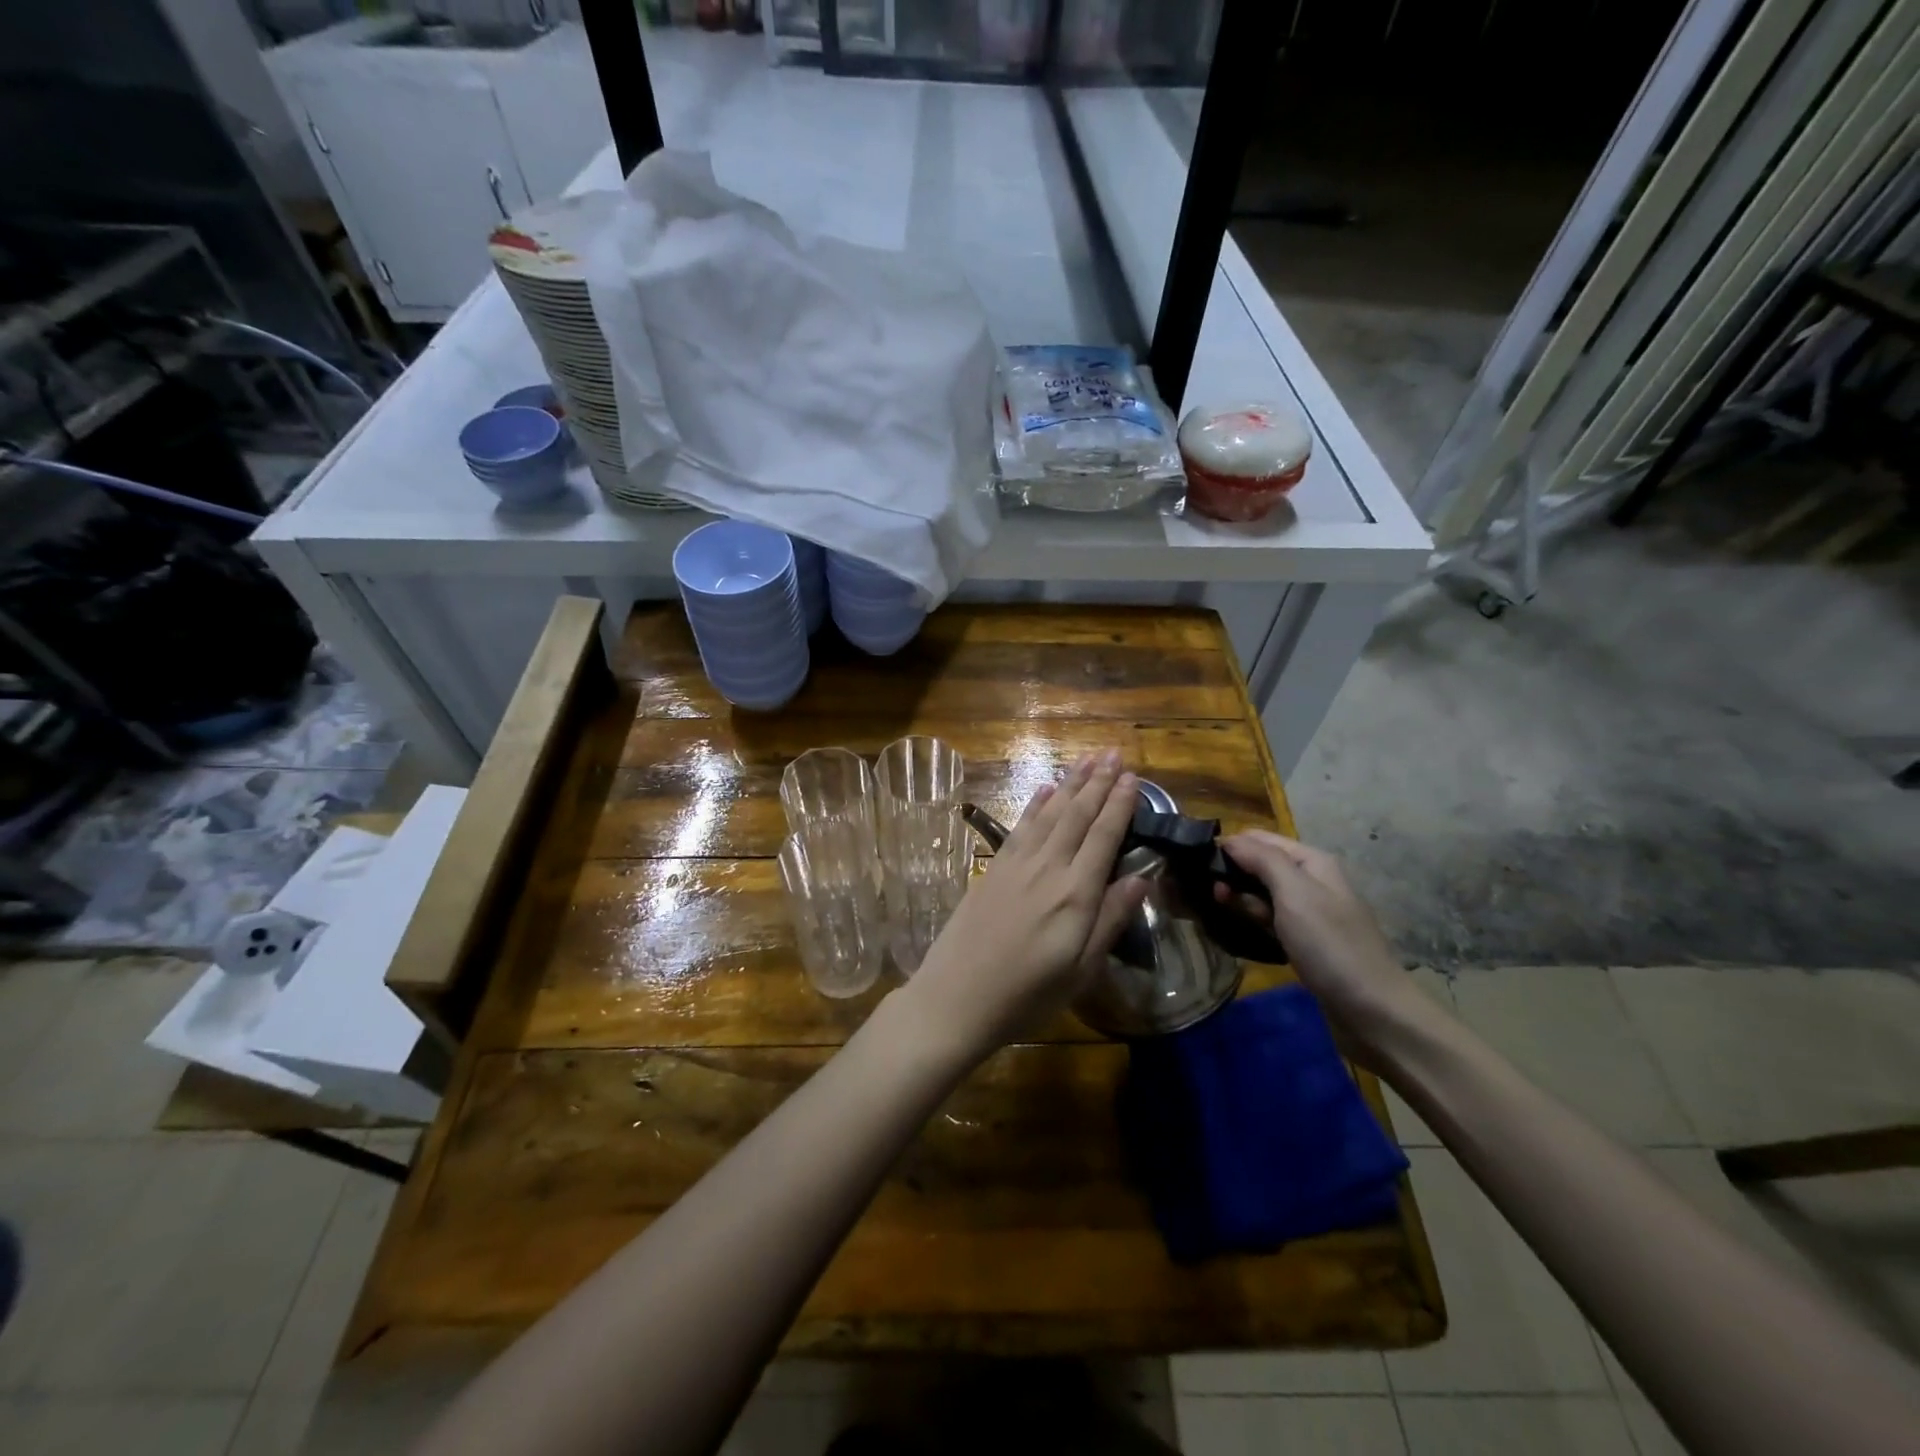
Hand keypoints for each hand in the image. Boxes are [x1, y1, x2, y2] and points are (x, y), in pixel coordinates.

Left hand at [901, 751, 1148, 1064]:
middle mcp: (1047, 869)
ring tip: (1087, 759)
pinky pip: (1021, 827)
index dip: (1119, 804)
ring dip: (1070, 783)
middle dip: (1098, 782)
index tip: (1133, 777)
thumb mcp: (1081, 971)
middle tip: (1114, 753)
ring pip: (1049, 813)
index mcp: (1075, 895)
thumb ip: (1110, 920)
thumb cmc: (1027, 996)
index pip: (1104, 837)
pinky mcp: (994, 869)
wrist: (956, 998)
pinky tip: (1045, 789)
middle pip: (1077, 815)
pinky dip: (1035, 804)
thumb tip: (1142, 878)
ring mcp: (1017, 865)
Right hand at [1218, 830, 1428, 1053]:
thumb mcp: (1295, 894)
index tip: (1195, 861)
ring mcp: (1309, 912)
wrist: (1372, 1010)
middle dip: (1231, 872)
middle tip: (1201, 889)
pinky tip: (1234, 926)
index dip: (1230, 846)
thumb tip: (1229, 840)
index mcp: (1312, 862)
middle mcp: (1311, 881)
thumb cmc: (1330, 945)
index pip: (1260, 838)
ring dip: (1238, 896)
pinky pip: (1270, 919)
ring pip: (1262, 893)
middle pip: (1261, 864)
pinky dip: (1252, 919)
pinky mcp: (1304, 940)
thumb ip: (1262, 860)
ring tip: (1212, 906)